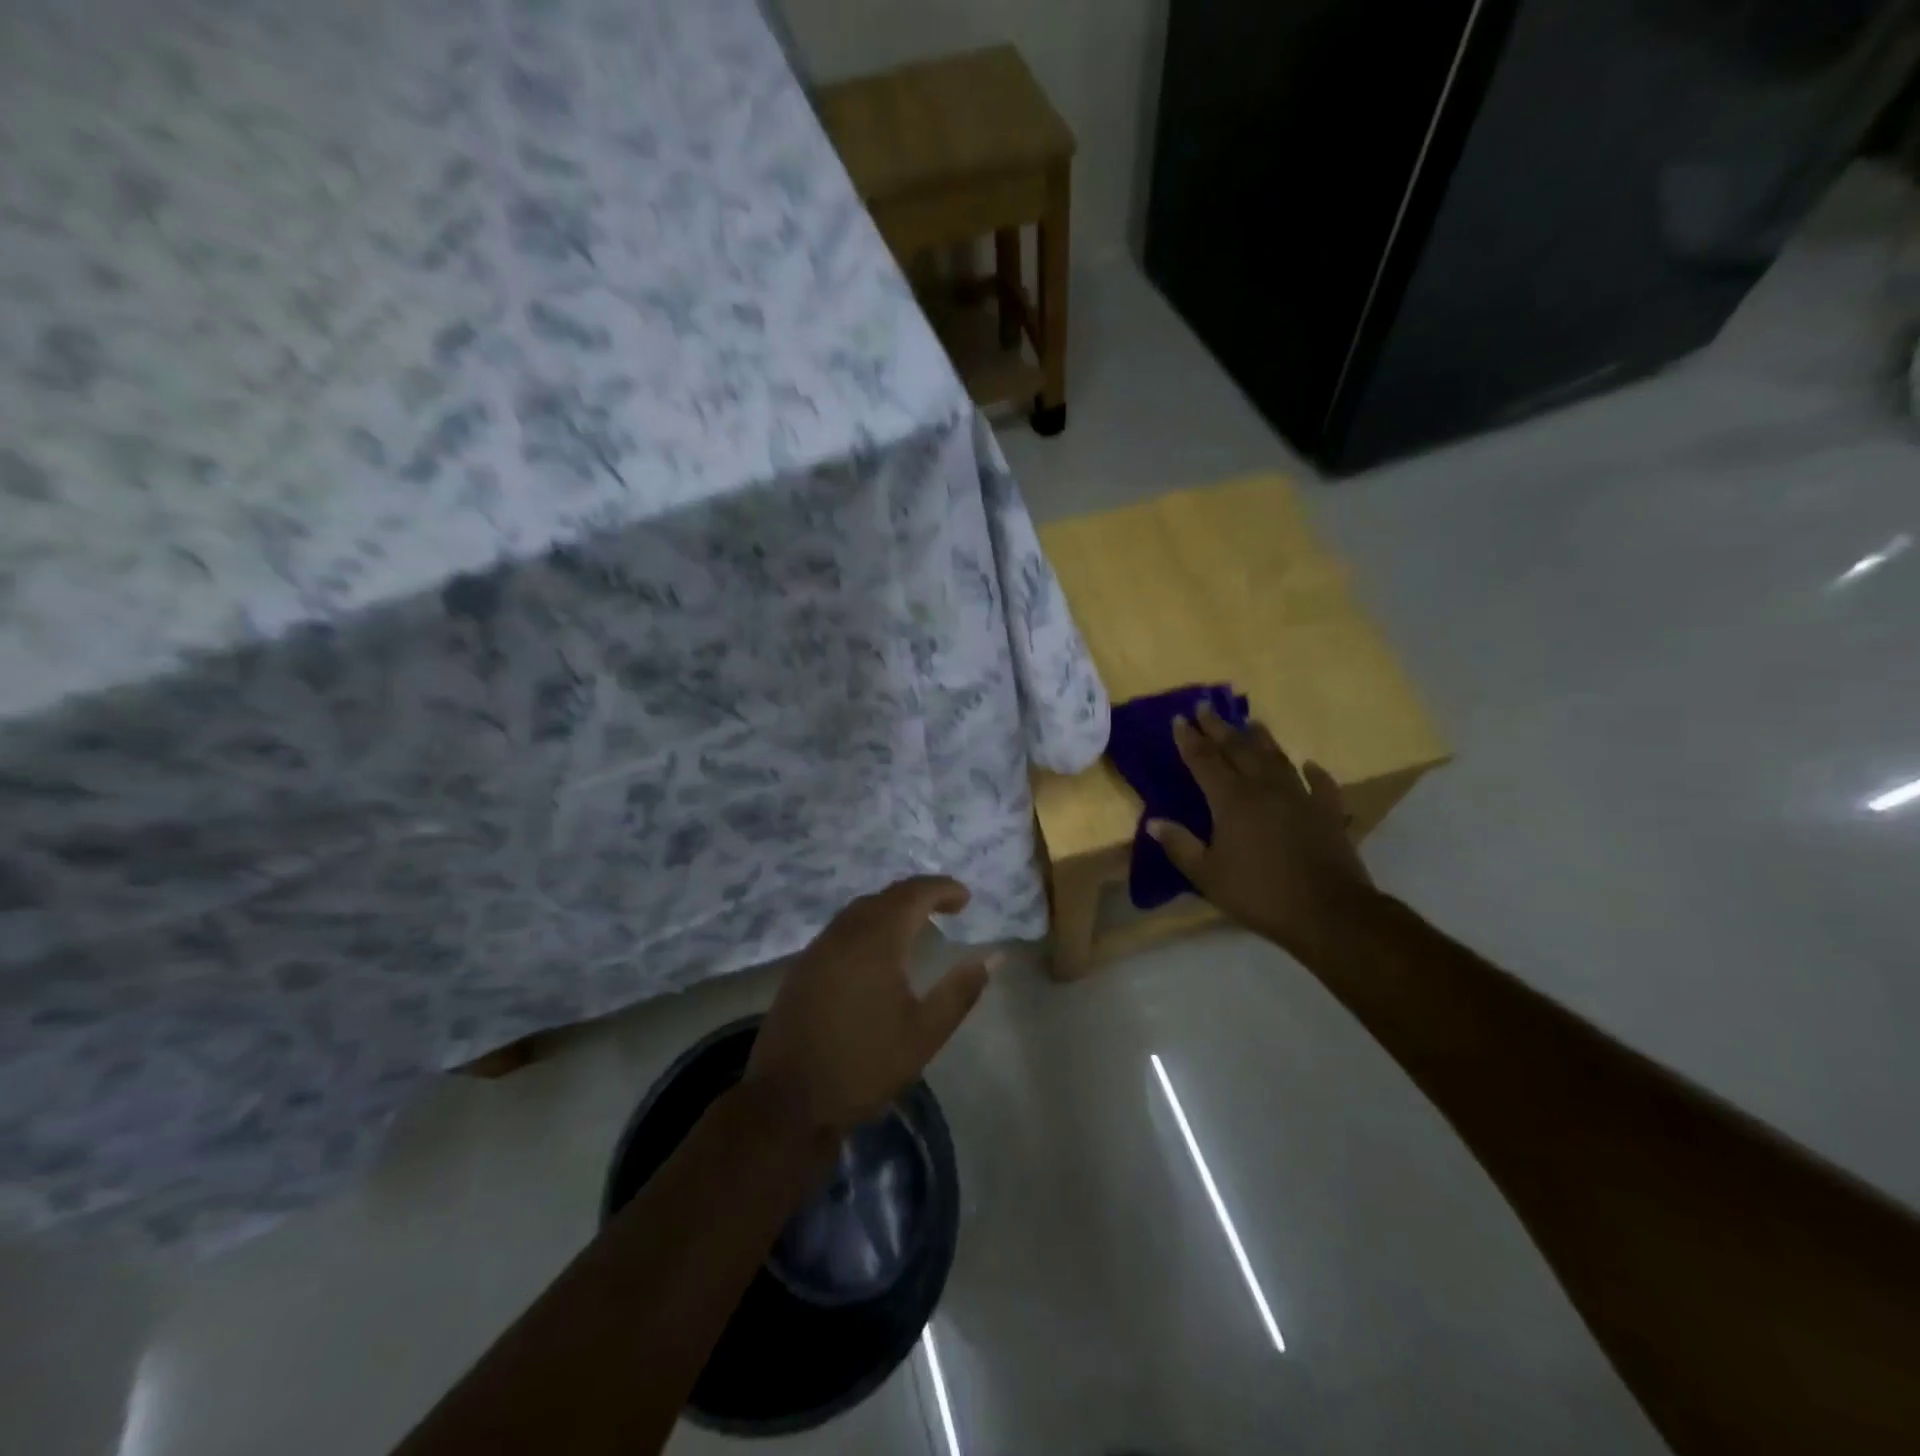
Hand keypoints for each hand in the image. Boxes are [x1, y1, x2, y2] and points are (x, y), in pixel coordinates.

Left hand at [744, 877, 994, 1137]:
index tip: (966, 899)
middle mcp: (844, 933)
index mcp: (876, 941)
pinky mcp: (803, 967)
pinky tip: (877, 950)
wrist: (788, 1101)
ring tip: (917, 923)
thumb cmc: (864, 1066)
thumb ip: (960, 990)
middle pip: (885, 896)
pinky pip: (842, 928)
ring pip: (860, 910)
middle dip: (919, 894)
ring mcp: (818, 948)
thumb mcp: (925, 1033)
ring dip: (891, 907)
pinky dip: (868, 924)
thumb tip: (993, 956)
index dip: (943, 889)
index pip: (913, 894)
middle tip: (948, 906)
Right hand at [1148, 703, 1376, 963]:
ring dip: (1261, 738)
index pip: (1204, 760)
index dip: (1189, 739)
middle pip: (1238, 749)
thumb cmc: (1258, 893)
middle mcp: (1264, 788)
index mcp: (1231, 800)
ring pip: (1276, 758)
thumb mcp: (1207, 875)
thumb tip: (1153, 822)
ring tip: (1251, 722)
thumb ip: (1179, 845)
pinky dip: (1313, 772)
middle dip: (1219, 727)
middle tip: (1206, 706)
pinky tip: (1308, 764)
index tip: (1179, 718)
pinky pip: (1321, 784)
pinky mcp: (1328, 812)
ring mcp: (1300, 797)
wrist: (1327, 911)